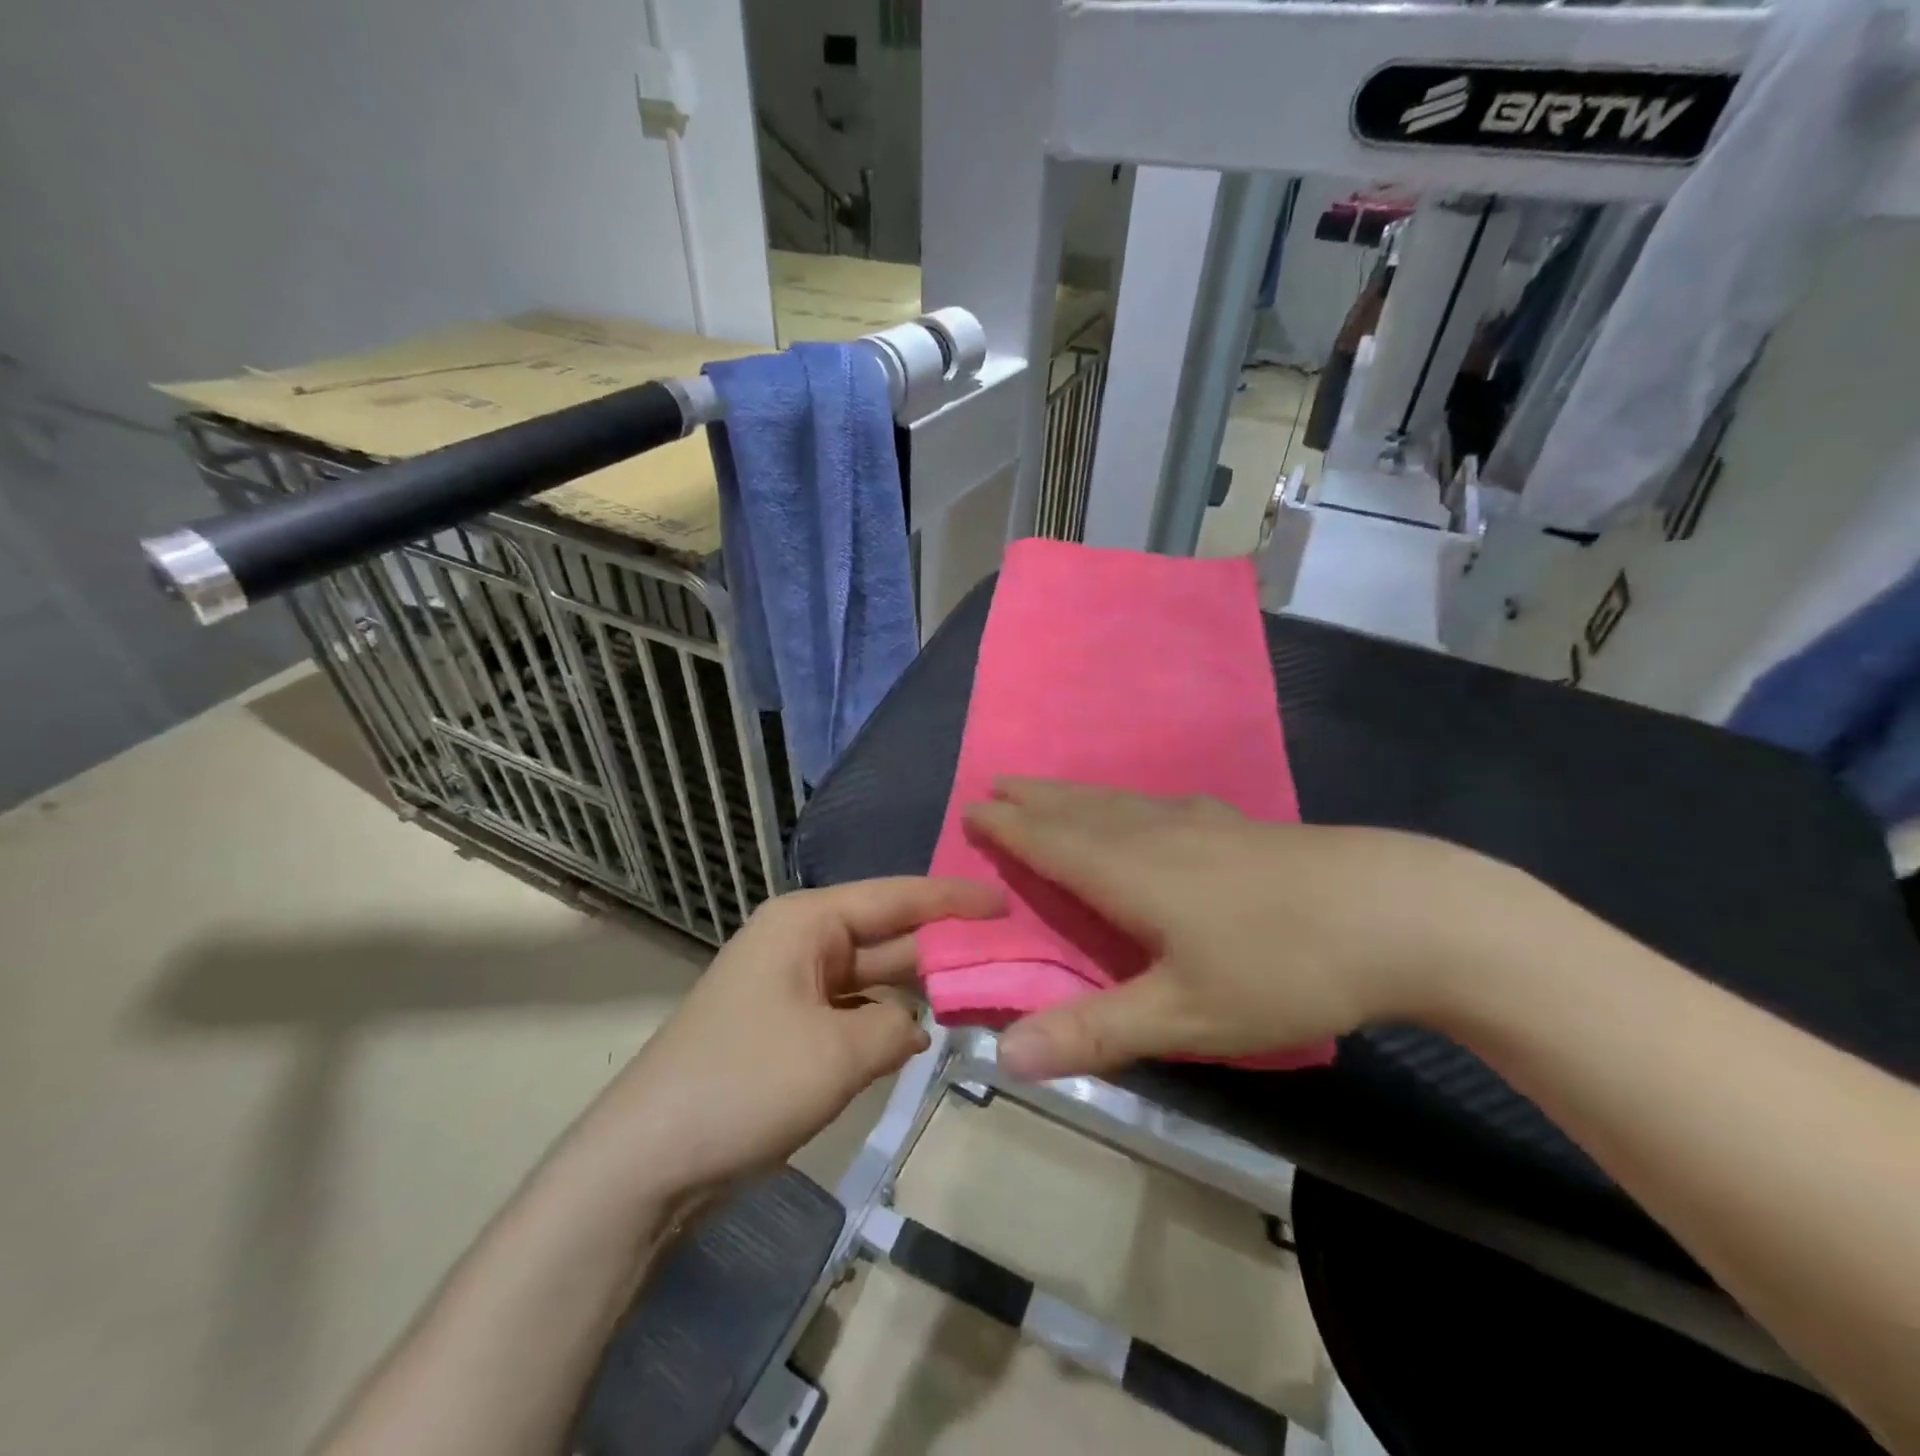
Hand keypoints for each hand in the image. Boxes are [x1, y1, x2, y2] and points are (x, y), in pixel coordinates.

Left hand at [587, 877, 1002, 1193]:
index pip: (897, 896)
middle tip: (1012, 952)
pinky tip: (925, 1033)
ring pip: (872, 976)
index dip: (954, 899)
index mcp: (807, 922)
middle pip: (888, 933)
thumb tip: (914, 1025)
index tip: (1006, 900)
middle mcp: (801, 941)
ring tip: (984, 990)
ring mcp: (792, 986)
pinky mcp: (787, 1028)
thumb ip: (897, 1026)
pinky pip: (852, 1010)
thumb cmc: (745, 1084)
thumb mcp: (840, 1053)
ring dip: (918, 988)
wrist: (646, 1161)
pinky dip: (886, 1020)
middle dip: (944, 945)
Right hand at [964, 778, 1538, 1080]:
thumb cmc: (1284, 966)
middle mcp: (1157, 834)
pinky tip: (1145, 806)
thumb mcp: (1187, 1017)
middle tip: (997, 783)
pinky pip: (1156, 803)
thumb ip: (1095, 1033)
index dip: (1009, 828)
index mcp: (1131, 872)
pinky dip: (1124, 800)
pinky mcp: (1241, 826)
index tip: (972, 808)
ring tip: (1049, 789)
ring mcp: (1204, 822)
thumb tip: (1005, 1057)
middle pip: (1079, 809)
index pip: (1050, 842)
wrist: (1404, 914)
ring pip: (1119, 801)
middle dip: (1034, 799)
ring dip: (1075, 794)